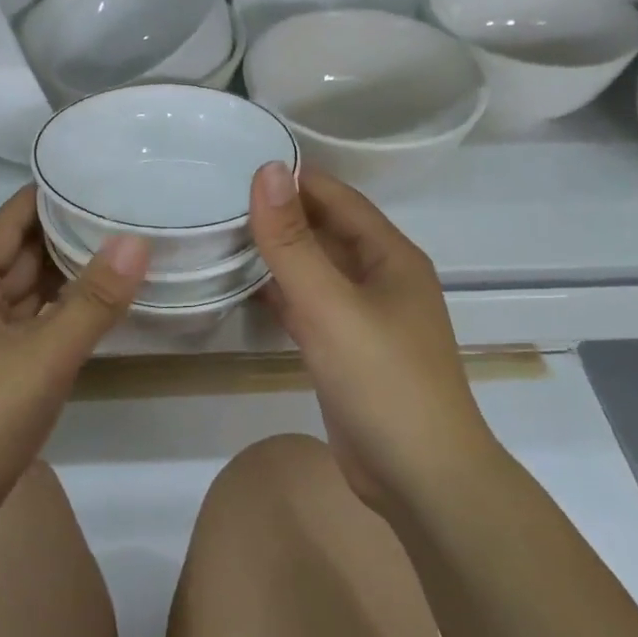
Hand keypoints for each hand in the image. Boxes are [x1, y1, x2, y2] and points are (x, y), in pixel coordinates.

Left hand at [0, 185, 147, 550]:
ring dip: (66, 279)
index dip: (60, 197)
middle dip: (72, 238)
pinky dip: (53, 317)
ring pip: (21, 293)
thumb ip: (92, 300)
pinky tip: (93, 311)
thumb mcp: (42, 358)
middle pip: (18, 253)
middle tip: (134, 218)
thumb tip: (137, 240)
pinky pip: (20, 327)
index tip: (112, 182)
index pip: (13, 217)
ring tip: (125, 256)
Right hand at [250, 162, 496, 512]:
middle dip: (282, 215)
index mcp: (391, 257)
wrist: (418, 474)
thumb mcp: (331, 306)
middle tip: (219, 198)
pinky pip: (311, 309)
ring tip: (223, 234)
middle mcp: (381, 280)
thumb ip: (294, 243)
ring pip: (316, 272)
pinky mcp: (347, 352)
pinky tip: (245, 289)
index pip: (339, 199)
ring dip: (279, 256)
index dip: (295, 179)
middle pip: (327, 233)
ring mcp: (365, 318)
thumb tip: (268, 171)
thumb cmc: (382, 380)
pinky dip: (282, 296)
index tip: (240, 162)